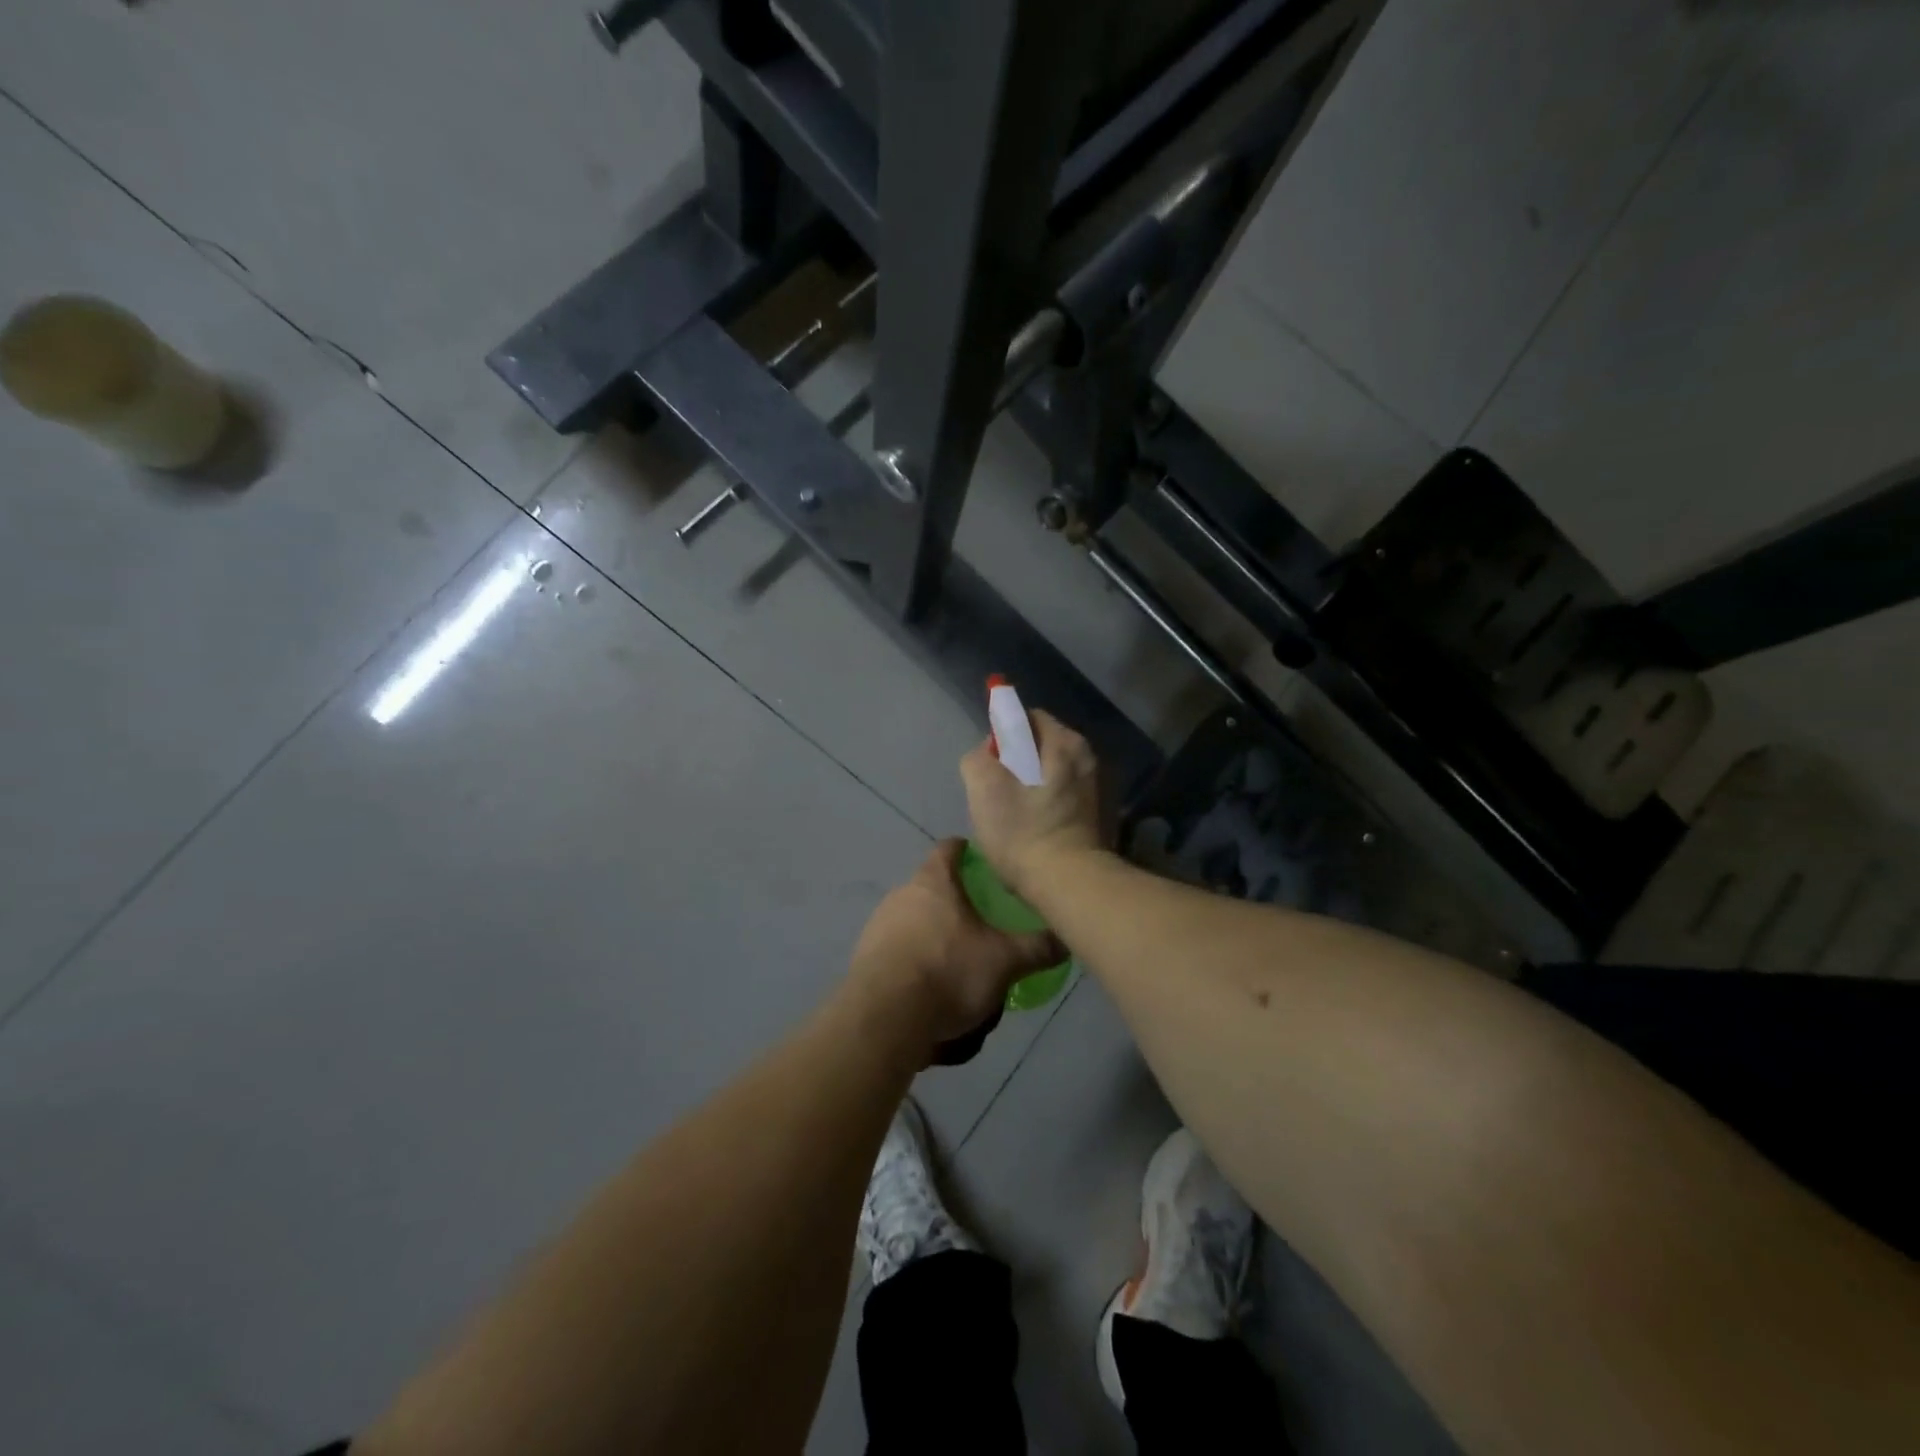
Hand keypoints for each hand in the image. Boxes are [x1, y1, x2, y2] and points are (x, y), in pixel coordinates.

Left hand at [847, 840, 1062, 1057]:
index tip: (983, 862)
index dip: (967, 852)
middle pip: (933, 889)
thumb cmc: (949, 972)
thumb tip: (1068, 937)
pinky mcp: (865, 959)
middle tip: (984, 927)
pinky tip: (935, 994)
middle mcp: (901, 895)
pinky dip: (918, 966)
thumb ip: (1037, 947)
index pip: (949, 848)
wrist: (885, 1018)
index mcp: (933, 882)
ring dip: (937, 940)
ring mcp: (879, 926)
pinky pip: (900, 955)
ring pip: (916, 924)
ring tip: (962, 968)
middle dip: (957, 906)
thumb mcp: (1005, 961)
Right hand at [959, 708, 1103, 899]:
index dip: (1003, 735)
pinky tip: (1034, 829)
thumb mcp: (984, 789)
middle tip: (997, 793)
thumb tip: (988, 753)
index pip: (1027, 718)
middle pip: (1040, 746)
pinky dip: (1046, 804)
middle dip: (1016, 762)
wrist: (1068, 884)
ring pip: (1050, 773)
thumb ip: (978, 758)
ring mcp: (1096, 787)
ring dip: (1030, 786)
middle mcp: (1087, 757)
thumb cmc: (1023, 832)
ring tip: (1013, 815)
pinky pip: (1062, 795)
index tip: (991, 765)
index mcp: (1065, 742)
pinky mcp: (1097, 814)